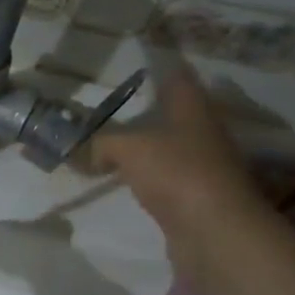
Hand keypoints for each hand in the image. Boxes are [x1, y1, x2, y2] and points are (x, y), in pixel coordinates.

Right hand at [90, 64, 269, 274]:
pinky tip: (127, 182)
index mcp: (193, 109)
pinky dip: (148, 179)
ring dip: (148, 148)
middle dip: (149, 110)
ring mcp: (203, 167)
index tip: (139, 63)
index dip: (160, 68)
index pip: (178, 78)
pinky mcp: (196, 199)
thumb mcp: (128, 148)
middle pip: (176, 114)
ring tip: (112, 147)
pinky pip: (166, 180)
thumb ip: (100, 143)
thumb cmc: (177, 173)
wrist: (213, 231)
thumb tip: (81, 151)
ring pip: (170, 148)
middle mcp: (203, 133)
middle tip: (113, 108)